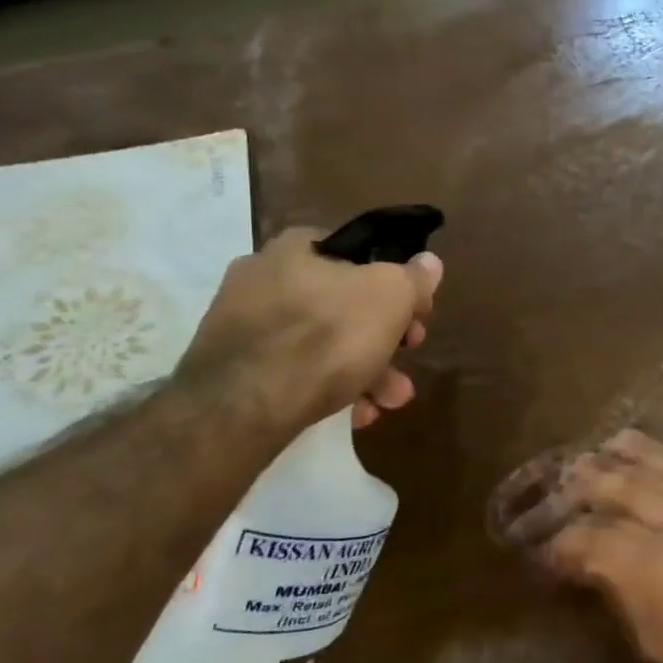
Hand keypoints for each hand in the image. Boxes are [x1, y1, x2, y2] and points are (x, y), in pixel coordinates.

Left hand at [177, 226, 441, 432]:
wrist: (244, 406)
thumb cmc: (328, 335)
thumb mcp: (391, 296)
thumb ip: (414, 277)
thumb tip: (428, 261)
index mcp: (294, 249)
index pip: (353, 250)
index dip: (392, 277)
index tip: (413, 309)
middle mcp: (262, 279)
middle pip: (343, 303)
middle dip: (385, 336)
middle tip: (408, 356)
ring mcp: (243, 326)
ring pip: (321, 342)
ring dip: (366, 370)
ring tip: (389, 401)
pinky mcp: (233, 370)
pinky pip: (294, 372)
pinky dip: (329, 388)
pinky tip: (353, 413)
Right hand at [499, 430, 662, 662]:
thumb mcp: (660, 643)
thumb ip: (625, 595)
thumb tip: (597, 565)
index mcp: (657, 568)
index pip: (597, 539)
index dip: (567, 540)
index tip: (548, 543)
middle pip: (627, 489)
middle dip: (591, 481)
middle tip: (565, 476)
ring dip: (631, 455)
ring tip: (604, 444)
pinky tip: (655, 454)